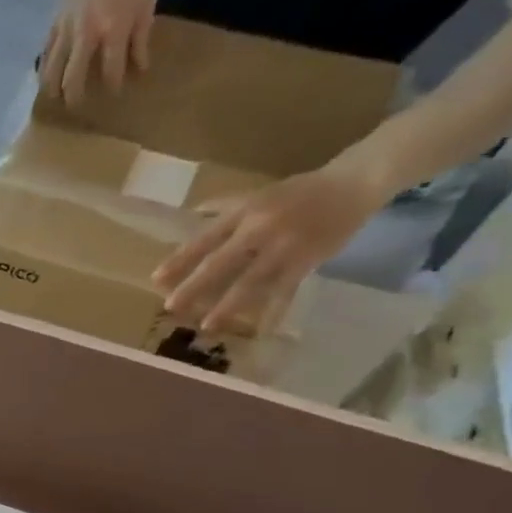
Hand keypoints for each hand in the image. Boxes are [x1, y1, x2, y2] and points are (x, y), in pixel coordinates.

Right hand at [41, 0, 155, 105]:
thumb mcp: (146, 0)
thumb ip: (141, 37)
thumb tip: (139, 67)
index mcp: (114, 29)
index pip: (112, 72)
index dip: (114, 88)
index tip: (116, 96)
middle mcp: (87, 36)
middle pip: (74, 79)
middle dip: (76, 98)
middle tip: (78, 108)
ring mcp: (67, 30)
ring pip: (53, 71)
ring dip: (53, 90)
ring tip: (56, 101)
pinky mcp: (54, 23)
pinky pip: (46, 54)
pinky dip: (45, 69)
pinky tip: (46, 78)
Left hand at [152, 159, 391, 333]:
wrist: (355, 182)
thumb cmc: (299, 191)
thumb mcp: (257, 194)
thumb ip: (224, 207)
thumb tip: (192, 212)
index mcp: (244, 213)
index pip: (203, 239)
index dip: (179, 260)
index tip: (156, 279)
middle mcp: (260, 229)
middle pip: (220, 262)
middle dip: (194, 286)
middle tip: (170, 306)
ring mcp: (284, 247)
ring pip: (250, 281)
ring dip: (227, 305)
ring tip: (206, 325)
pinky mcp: (308, 260)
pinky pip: (287, 290)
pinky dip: (275, 310)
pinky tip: (263, 329)